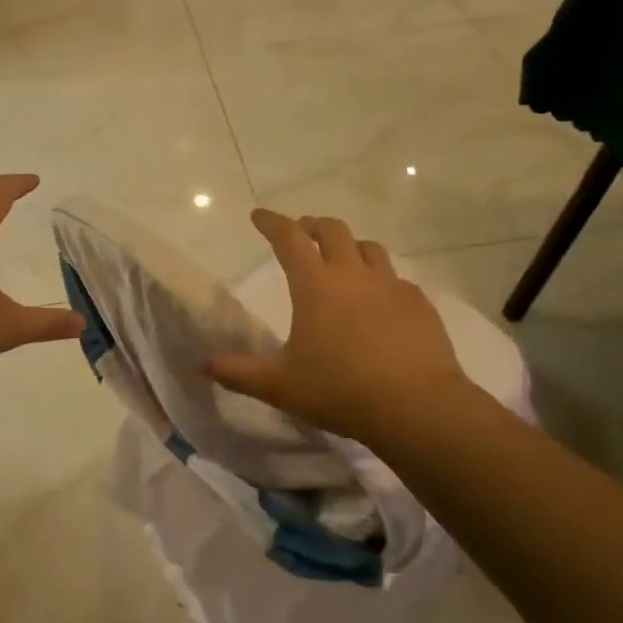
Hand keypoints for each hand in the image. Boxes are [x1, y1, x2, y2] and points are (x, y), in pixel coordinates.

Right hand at [206, 210, 470, 444]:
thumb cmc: (340, 391)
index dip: (271, 222)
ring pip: (369, 249)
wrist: (417, 406)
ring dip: (350, 246)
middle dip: (312, 225)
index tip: (258, 215)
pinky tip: (379, 301)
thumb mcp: (280, 385)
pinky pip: (396, 279)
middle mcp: (353, 275)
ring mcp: (391, 286)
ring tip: (342, 259)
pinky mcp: (420, 304)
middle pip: (332, 231)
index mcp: (315, 285)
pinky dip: (380, 280)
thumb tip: (202, 364)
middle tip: (301, 231)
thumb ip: (239, 372)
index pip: (288, 239)